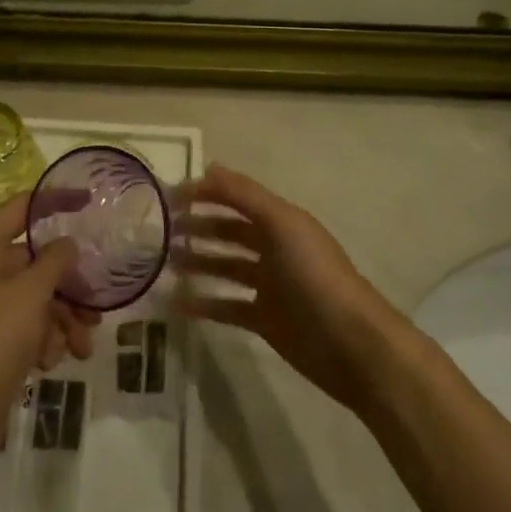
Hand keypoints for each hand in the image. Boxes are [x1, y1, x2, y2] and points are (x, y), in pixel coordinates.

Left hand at [0, 193, 99, 466]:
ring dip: (60, 319)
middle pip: (30, 261)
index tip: (90, 200)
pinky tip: (52, 361)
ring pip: (29, 297)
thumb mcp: (31, 294)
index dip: (56, 201)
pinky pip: (18, 324)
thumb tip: (66, 243)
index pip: (21, 207)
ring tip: (83, 346)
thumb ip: (54, 260)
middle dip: (67, 286)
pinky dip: (40, 338)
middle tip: (96, 307)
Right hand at [174, 165, 403, 412]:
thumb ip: (245, 195)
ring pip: (225, 267)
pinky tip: (176, 304)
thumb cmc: (315, 275)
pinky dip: (203, 303)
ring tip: (163, 263)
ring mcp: (270, 286)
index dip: (206, 193)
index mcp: (282, 221)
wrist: (351, 345)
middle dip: (198, 226)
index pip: (238, 198)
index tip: (168, 197)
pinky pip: (226, 306)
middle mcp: (275, 248)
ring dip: (197, 262)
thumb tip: (208, 167)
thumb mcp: (282, 225)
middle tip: (160, 231)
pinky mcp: (264, 320)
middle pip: (230, 231)